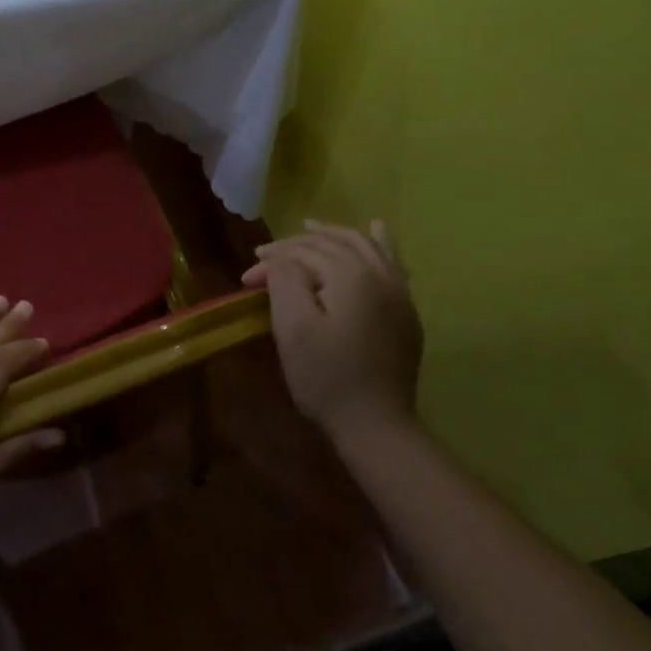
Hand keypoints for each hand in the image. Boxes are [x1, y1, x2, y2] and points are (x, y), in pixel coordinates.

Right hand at [242, 220, 423, 441]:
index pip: (303, 254)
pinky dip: (379, 243)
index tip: (246, 281)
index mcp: (351, 275)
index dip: (271, 262)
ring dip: (334, 234)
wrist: (374, 424)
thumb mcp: (292, 327)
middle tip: (266, 256)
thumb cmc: (325, 376)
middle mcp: (379, 274)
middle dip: (296, 246)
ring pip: (363, 246)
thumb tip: (281, 259)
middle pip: (332, 243)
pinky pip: (391, 262)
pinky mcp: (404, 310)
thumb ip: (285, 280)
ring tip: (311, 227)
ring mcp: (398, 291)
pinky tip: (375, 230)